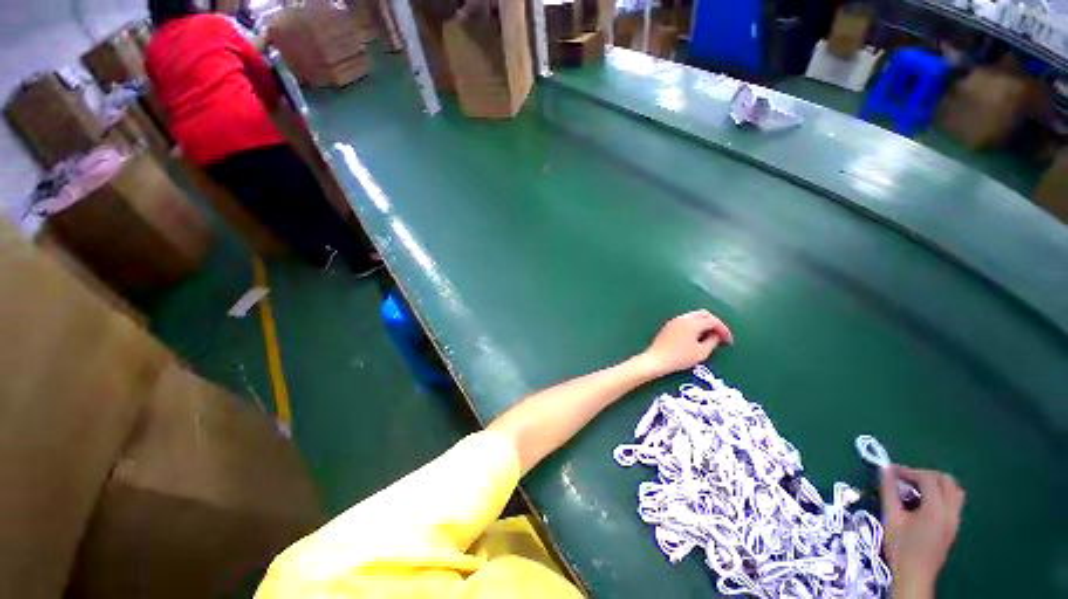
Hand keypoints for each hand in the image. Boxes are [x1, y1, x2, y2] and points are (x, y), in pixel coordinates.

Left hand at [639, 310, 732, 377]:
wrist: (657, 359)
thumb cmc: (680, 357)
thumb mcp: (701, 353)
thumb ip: (712, 342)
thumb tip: (716, 335)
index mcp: (693, 323)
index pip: (713, 321)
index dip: (724, 330)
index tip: (728, 341)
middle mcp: (683, 318)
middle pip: (704, 314)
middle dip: (715, 323)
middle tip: (720, 336)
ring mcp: (674, 321)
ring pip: (694, 316)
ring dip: (704, 323)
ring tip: (710, 337)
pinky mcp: (669, 326)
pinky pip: (686, 320)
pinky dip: (695, 325)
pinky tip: (696, 336)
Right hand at [882, 465, 964, 598]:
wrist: (914, 576)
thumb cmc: (900, 547)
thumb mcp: (891, 517)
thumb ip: (889, 491)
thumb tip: (885, 469)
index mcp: (936, 509)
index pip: (928, 478)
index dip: (909, 471)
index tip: (891, 471)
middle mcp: (951, 512)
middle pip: (947, 481)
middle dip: (926, 474)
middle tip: (906, 478)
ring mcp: (955, 521)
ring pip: (954, 491)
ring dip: (936, 484)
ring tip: (915, 489)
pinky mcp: (953, 528)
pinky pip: (952, 503)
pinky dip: (939, 495)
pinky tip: (922, 504)